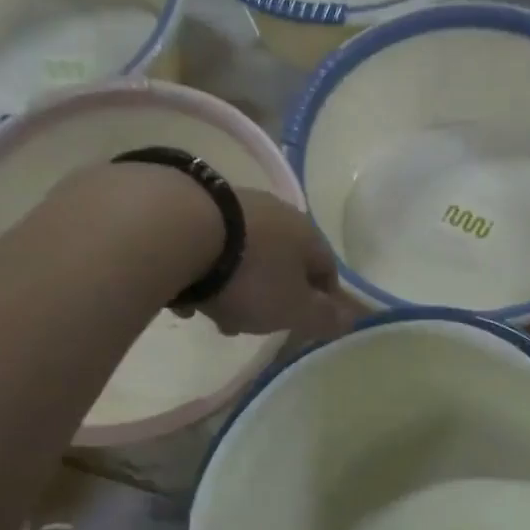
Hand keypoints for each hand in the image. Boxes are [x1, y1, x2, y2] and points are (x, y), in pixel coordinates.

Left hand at [185, 190, 357, 341]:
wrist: (177, 230)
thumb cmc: (250, 276)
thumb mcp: (294, 309)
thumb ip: (324, 317)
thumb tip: (353, 319)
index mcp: (307, 234)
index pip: (327, 270)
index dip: (321, 301)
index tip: (306, 325)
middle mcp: (275, 212)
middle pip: (283, 263)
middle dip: (272, 297)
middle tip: (255, 325)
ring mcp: (234, 205)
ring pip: (246, 256)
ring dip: (236, 286)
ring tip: (216, 313)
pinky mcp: (194, 204)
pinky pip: (210, 248)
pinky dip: (204, 271)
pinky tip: (186, 292)